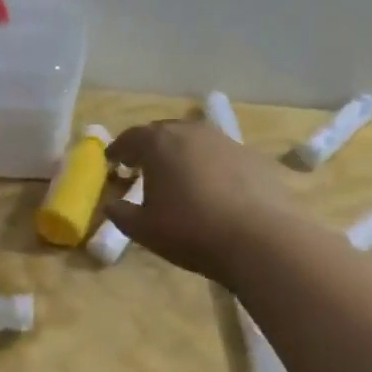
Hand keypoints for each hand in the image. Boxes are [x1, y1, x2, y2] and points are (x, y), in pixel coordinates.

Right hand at [105, 120, 302, 282]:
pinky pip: (221, 156)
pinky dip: (209, 166)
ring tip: (178, 177)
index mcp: (159, 143)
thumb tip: (112, 205)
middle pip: (163, 132)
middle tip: (142, 167)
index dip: (118, 150)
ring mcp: (225, 141)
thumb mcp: (144, 230)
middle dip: (150, 148)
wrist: (259, 239)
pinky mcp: (253, 156)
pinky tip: (213, 189)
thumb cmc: (190, 231)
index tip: (112, 162)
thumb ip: (122, 214)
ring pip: (195, 141)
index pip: (130, 138)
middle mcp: (191, 132)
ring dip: (182, 154)